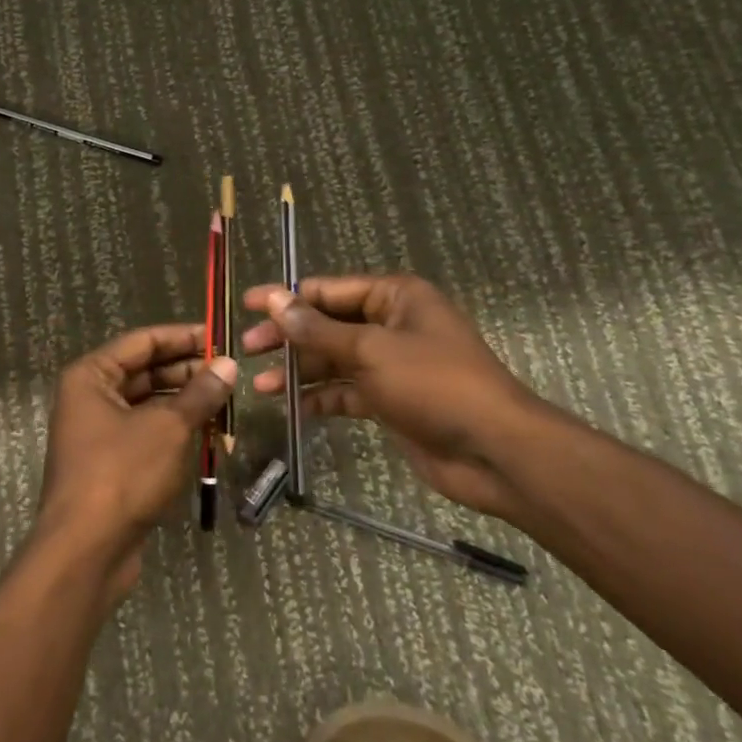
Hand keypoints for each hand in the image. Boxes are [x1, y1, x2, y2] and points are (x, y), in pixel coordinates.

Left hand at [36, 323, 236, 601]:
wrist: (86, 550)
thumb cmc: (123, 474)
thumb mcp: (168, 427)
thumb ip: (199, 393)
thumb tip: (228, 365)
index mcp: (92, 376)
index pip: (142, 341)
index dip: (183, 336)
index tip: (221, 336)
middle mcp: (90, 397)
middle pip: (145, 372)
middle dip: (188, 372)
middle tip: (231, 373)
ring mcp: (99, 432)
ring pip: (149, 405)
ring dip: (186, 403)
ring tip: (227, 402)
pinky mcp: (111, 464)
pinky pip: (147, 434)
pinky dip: (176, 432)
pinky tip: (209, 435)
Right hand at [240, 274, 552, 519]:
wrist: (494, 451)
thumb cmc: (434, 385)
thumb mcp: (370, 350)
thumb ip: (318, 328)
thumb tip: (274, 300)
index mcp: (395, 297)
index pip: (327, 289)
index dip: (285, 297)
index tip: (247, 305)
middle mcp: (392, 324)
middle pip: (327, 324)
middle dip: (289, 338)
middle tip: (247, 350)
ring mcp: (392, 364)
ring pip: (334, 360)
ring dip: (299, 372)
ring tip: (261, 387)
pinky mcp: (391, 399)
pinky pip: (347, 391)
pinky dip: (322, 398)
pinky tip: (293, 409)